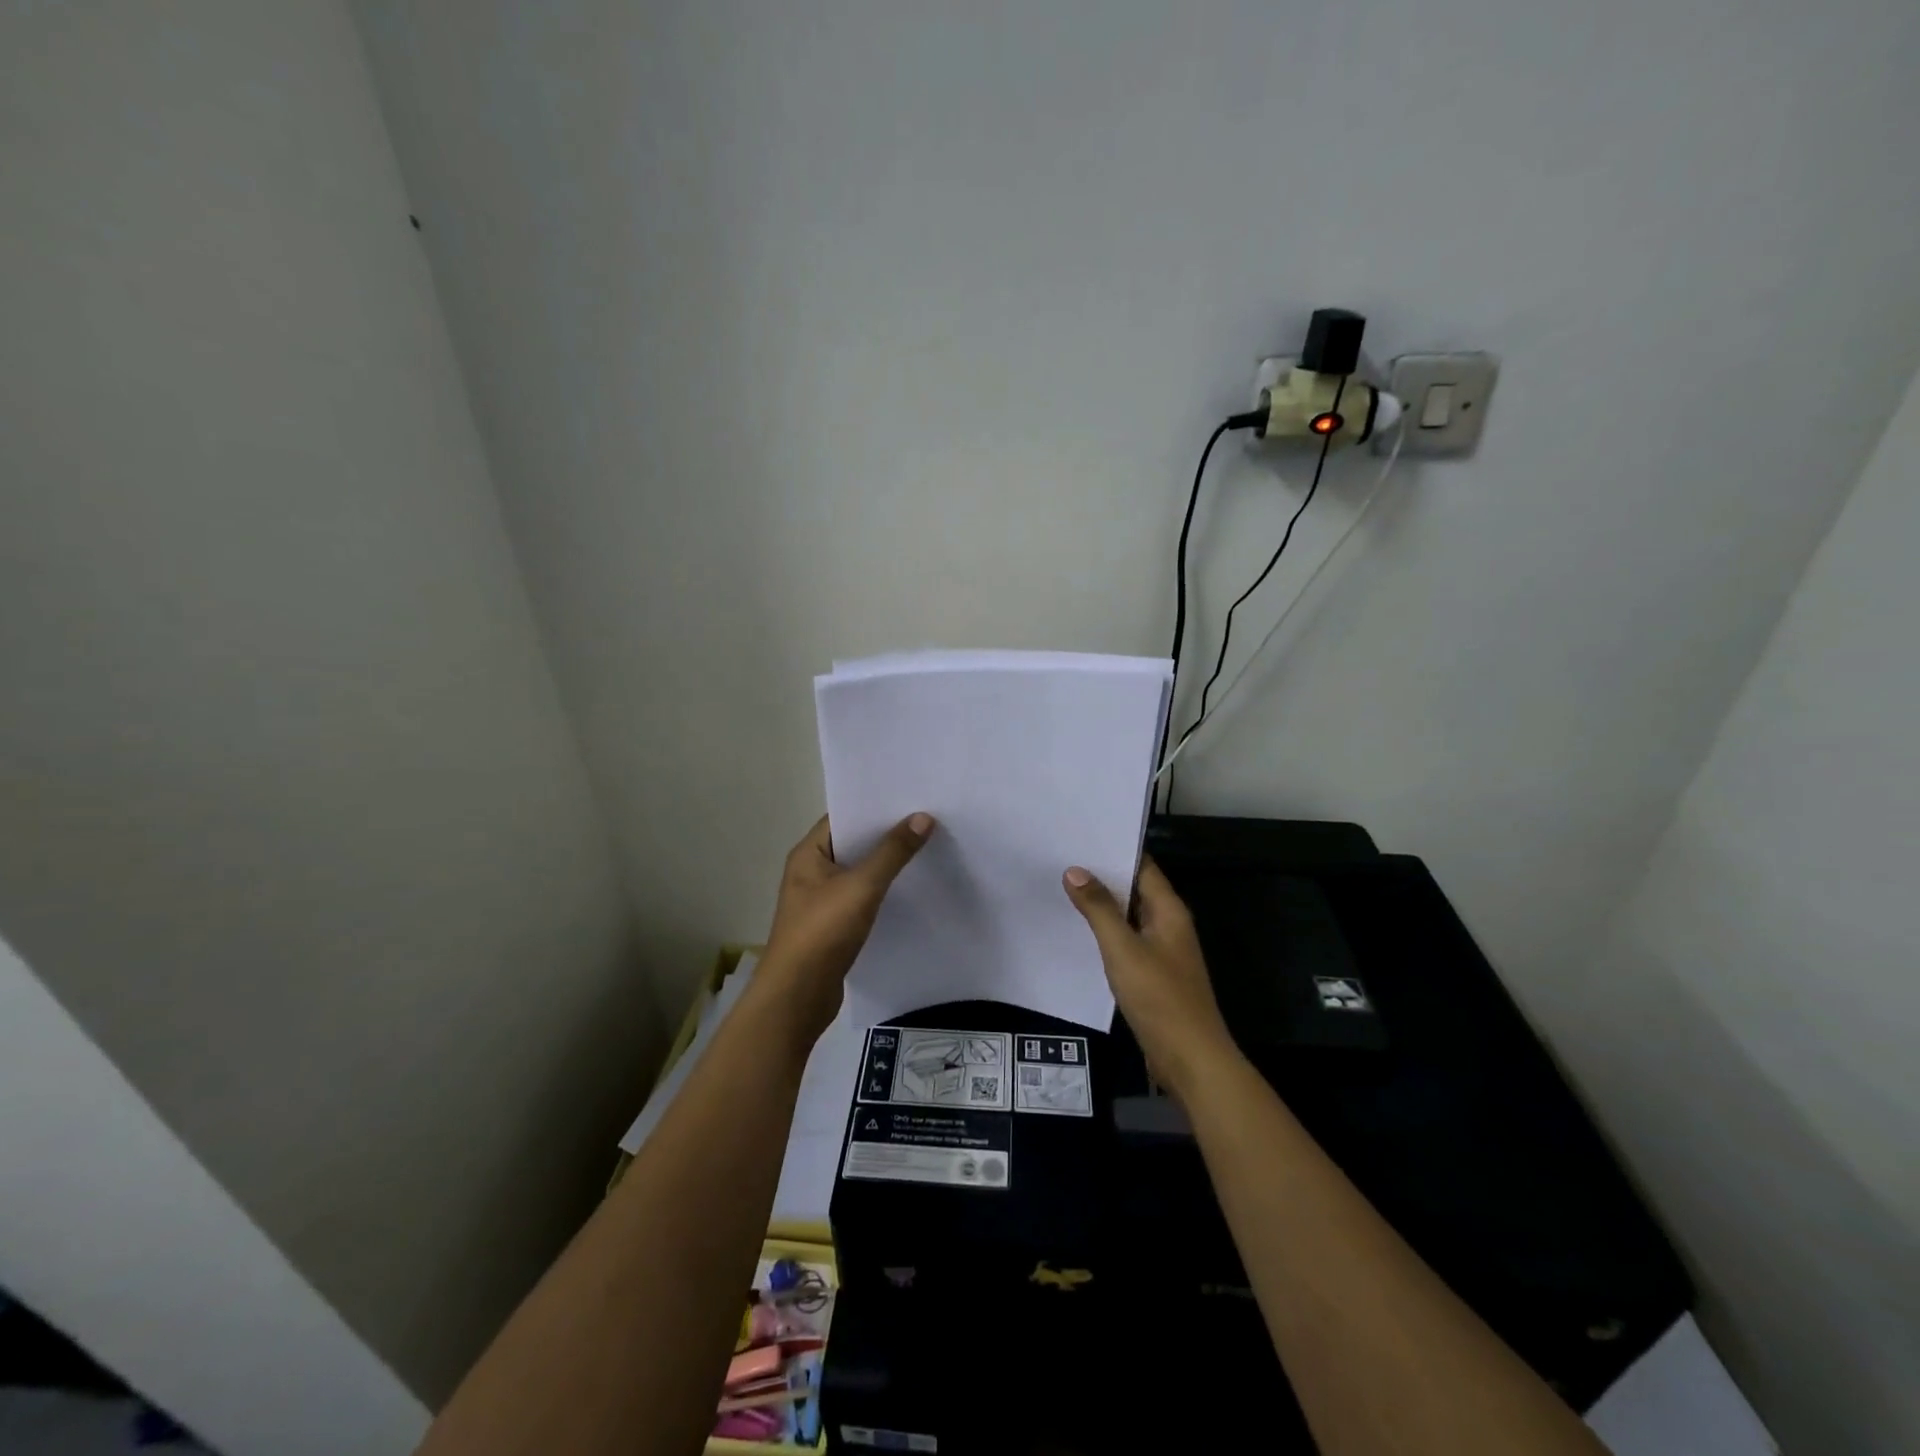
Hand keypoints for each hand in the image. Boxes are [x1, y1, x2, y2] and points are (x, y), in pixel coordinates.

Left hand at [755, 813, 934, 1045]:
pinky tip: (911, 890)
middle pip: (853, 844)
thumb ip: (892, 852)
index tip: (910, 798)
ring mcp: (821, 901)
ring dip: (887, 865)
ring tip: (926, 849)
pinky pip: (862, 899)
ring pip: (859, 873)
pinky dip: (883, 893)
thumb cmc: (822, 932)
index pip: (843, 817)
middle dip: (886, 835)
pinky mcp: (833, 927)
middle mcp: (811, 873)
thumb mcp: (861, 886)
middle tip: (927, 820)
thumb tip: (922, 817)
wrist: (797, 997)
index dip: (874, 807)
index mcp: (808, 854)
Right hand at [1062, 857, 1238, 1100]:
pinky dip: (1106, 933)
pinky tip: (1080, 933)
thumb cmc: (1160, 998)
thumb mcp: (1123, 949)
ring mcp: (1163, 951)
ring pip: (1129, 917)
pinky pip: (1128, 942)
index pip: (1142, 867)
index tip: (1080, 838)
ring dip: (1102, 906)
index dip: (1114, 851)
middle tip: (1062, 860)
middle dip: (1102, 876)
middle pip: (1135, 890)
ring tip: (1063, 889)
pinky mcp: (1154, 975)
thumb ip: (1099, 908)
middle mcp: (1169, 925)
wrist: (1190, 1059)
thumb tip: (1075, 870)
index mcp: (1169, 911)